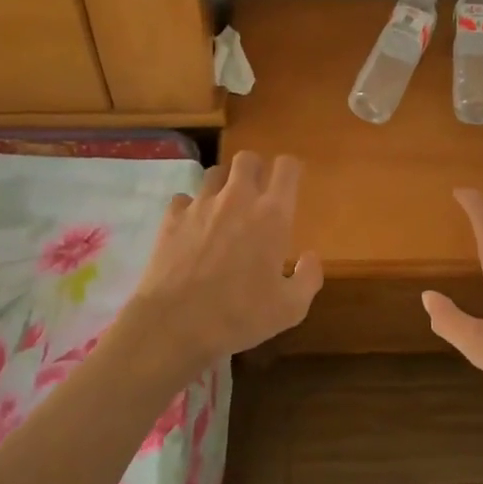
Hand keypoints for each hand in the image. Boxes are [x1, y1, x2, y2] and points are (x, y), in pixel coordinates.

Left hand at [130, 151, 322, 370]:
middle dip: (255, 170)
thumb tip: (310, 257)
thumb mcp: (290, 309)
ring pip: (215, 172)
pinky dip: (191, 208)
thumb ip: (309, 278)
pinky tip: (193, 228)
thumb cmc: (239, 316)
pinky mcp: (172, 217)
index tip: (290, 185)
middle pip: (247, 158)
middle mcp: (238, 198)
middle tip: (256, 195)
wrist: (173, 325)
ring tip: (224, 208)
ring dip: (223, 184)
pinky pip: (184, 198)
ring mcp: (201, 205)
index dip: (290, 171)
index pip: (287, 167)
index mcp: (272, 214)